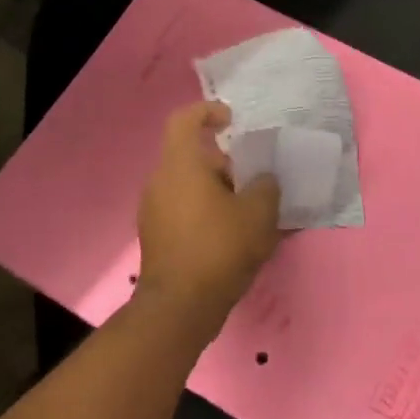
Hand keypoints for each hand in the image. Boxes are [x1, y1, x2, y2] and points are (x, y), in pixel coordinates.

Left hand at [135, 102, 281, 339]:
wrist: (180, 307)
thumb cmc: (219, 248)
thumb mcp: (259, 213)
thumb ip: (266, 187)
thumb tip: (262, 181)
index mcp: (181, 164)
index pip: (185, 119)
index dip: (208, 112)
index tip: (232, 122)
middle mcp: (160, 181)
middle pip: (192, 156)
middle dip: (226, 164)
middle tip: (255, 181)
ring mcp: (153, 210)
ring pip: (189, 185)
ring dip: (218, 191)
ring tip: (250, 212)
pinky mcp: (156, 236)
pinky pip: (183, 210)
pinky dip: (207, 213)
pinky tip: (233, 237)